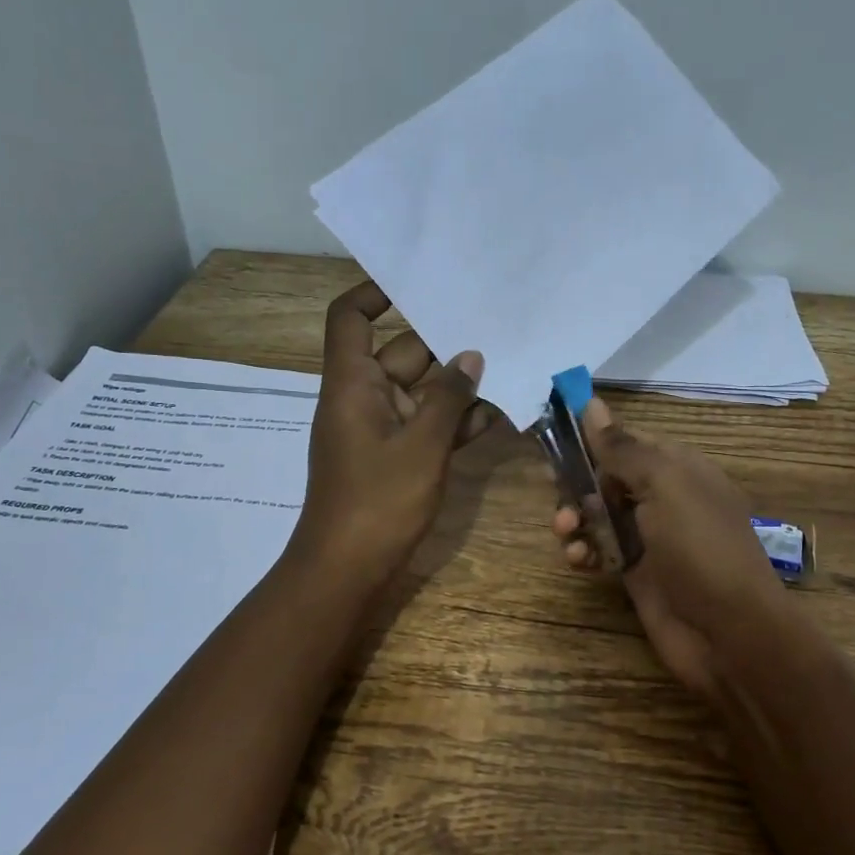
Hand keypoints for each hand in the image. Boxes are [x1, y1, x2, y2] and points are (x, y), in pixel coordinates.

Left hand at [291, 280, 493, 592]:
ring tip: (507, 368)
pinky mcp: (395, 456)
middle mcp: (363, 398)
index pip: (350, 318)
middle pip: (400, 352)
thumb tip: (470, 356)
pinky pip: (425, 425)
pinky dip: (453, 421)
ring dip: (457, 386)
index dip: (375, 292)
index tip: (418, 283)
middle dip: (443, 343)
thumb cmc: (378, 501)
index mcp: (352, 384)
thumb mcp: (422, 445)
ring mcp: (379, 429)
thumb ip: (449, 398)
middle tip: (493, 325)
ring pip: (420, 392)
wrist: (347, 571)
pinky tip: (495, 416)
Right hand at [553, 397, 790, 700]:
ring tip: (564, 532)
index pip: (627, 441)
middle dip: (576, 482)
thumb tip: (591, 404)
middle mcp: (663, 499)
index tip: (554, 439)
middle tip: (552, 489)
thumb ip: (624, 448)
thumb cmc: (701, 548)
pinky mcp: (636, 574)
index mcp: (678, 469)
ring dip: (574, 519)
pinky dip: (584, 552)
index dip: (592, 439)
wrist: (730, 634)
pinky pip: (600, 551)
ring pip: (597, 516)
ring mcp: (649, 538)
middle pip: (606, 478)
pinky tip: (578, 561)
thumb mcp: (665, 486)